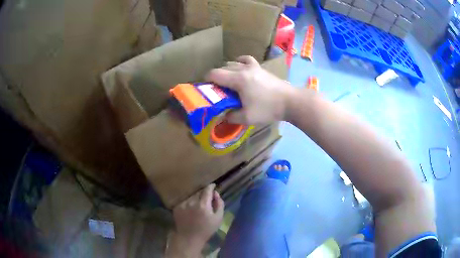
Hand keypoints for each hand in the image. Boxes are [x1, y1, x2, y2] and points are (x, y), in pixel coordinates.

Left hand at [167, 184, 223, 256]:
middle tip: (207, 200)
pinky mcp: (176, 207)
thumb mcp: (218, 218)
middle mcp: (191, 202)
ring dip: (196, 199)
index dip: (211, 187)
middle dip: (204, 194)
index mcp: (203, 204)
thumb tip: (216, 193)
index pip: (207, 190)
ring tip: (198, 206)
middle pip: (199, 192)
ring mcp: (183, 204)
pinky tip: (191, 211)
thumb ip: (219, 204)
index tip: (213, 186)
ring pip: (191, 197)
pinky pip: (185, 201)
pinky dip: (189, 203)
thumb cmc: (206, 229)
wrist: (189, 238)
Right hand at [205, 55, 294, 124]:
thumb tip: (223, 116)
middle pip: (223, 68)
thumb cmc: (268, 109)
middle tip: (218, 91)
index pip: (215, 74)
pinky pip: (246, 60)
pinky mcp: (261, 68)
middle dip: (217, 78)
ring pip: (234, 63)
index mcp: (238, 79)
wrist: (291, 101)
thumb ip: (231, 116)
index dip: (207, 80)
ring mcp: (254, 66)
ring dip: (227, 71)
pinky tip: (241, 67)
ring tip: (229, 82)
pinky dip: (240, 63)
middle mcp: (244, 69)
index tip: (206, 89)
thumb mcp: (247, 118)